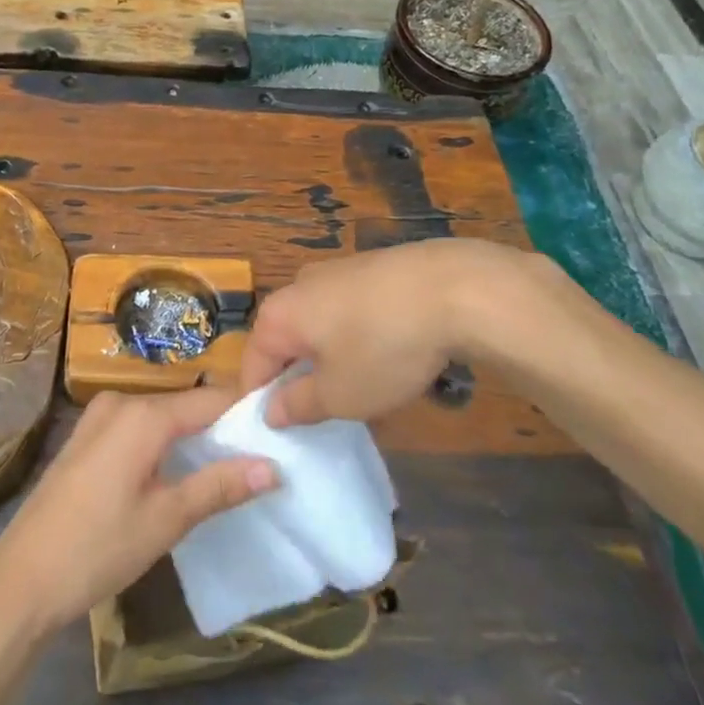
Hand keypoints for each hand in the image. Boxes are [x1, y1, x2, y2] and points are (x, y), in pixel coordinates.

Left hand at [0, 388, 277, 640]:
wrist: (20, 580)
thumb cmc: (98, 548)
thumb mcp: (166, 520)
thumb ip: (219, 486)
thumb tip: (272, 467)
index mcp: (144, 414)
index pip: (210, 399)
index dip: (243, 413)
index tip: (276, 431)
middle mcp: (121, 402)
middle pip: (184, 405)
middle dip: (218, 427)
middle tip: (256, 457)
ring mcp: (98, 417)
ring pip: (160, 416)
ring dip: (190, 437)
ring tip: (224, 467)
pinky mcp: (85, 437)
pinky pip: (136, 427)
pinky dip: (161, 443)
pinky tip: (174, 473)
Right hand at [239, 238, 561, 426]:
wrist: (450, 288)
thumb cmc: (382, 347)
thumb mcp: (339, 394)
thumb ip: (298, 405)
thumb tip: (271, 409)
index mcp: (279, 314)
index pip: (252, 364)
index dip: (260, 402)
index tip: (281, 436)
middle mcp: (298, 285)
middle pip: (286, 341)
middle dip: (299, 378)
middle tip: (324, 416)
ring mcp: (335, 272)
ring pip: (319, 326)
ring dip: (330, 358)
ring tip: (362, 390)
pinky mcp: (369, 269)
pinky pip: (349, 312)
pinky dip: (357, 337)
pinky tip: (388, 356)